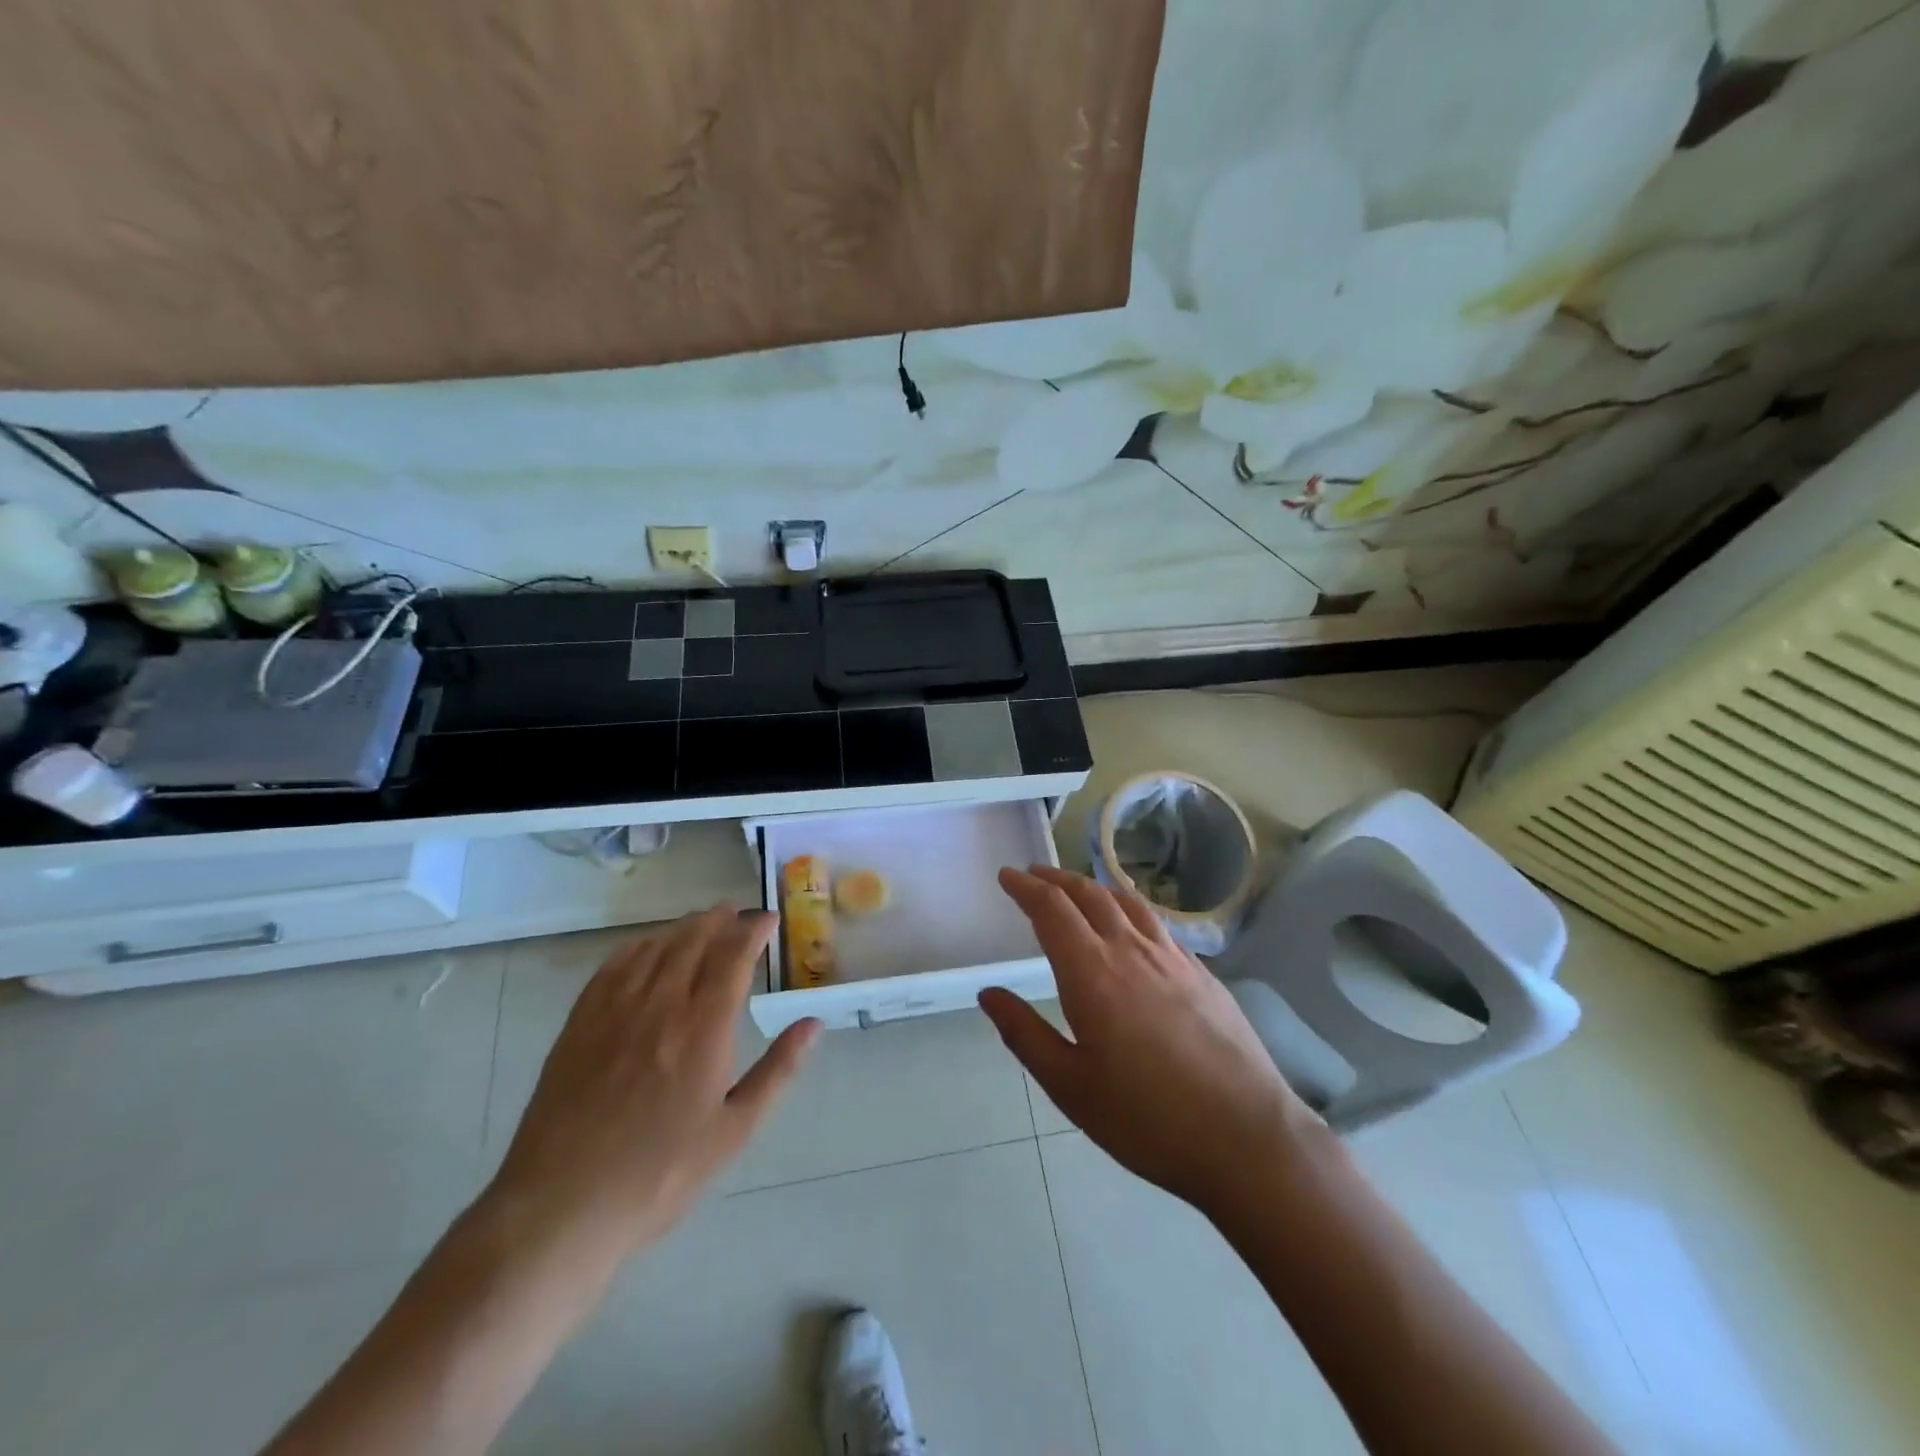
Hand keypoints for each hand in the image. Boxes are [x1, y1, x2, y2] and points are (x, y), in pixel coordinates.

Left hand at [485, 906, 819, 1265]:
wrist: (561, 1207)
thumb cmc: (660, 1174)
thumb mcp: (734, 1131)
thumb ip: (778, 1070)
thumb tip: (813, 1024)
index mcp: (704, 1028)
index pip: (734, 957)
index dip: (753, 931)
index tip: (769, 919)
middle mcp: (662, 1004)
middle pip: (694, 941)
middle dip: (720, 920)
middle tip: (737, 912)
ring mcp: (615, 1010)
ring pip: (655, 947)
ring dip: (683, 927)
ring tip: (701, 921)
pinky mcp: (580, 1023)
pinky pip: (613, 966)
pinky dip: (638, 946)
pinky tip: (646, 946)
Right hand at [981, 866, 1323, 1216]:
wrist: (1246, 1137)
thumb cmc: (1146, 1118)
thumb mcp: (1070, 1086)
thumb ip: (1024, 1034)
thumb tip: (989, 993)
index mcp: (1091, 972)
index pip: (1051, 909)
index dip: (1026, 887)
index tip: (1007, 876)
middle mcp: (1130, 950)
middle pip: (1088, 894)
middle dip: (1055, 879)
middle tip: (1034, 874)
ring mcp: (1172, 958)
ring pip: (1125, 902)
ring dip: (1093, 887)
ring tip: (1077, 890)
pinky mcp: (1202, 973)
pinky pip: (1156, 924)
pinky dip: (1129, 909)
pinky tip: (1132, 927)